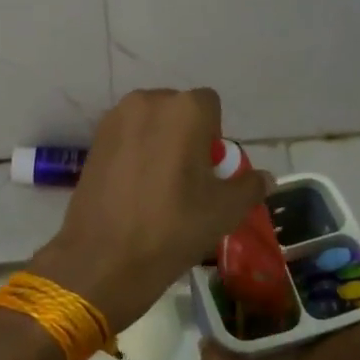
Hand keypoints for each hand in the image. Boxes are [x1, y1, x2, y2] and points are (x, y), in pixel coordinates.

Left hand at [29, 89, 264, 331]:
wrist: (105, 258)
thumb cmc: (174, 227)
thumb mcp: (225, 210)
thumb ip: (250, 186)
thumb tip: (266, 178)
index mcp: (186, 110)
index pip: (210, 106)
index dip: (214, 136)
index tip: (209, 170)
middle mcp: (148, 102)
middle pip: (177, 111)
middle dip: (186, 135)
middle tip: (187, 178)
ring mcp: (115, 120)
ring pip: (149, 123)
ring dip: (159, 143)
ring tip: (158, 185)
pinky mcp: (93, 141)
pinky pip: (125, 138)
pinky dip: (134, 154)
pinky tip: (133, 189)